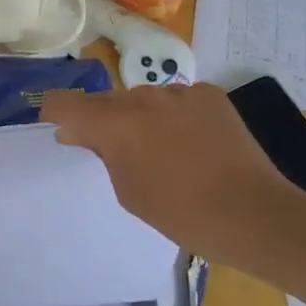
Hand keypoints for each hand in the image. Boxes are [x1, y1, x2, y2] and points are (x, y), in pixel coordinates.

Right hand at [40, 83, 305, 271]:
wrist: (252, 213)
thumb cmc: (180, 213)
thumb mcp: (128, 190)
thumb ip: (102, 154)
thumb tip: (83, 132)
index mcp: (115, 123)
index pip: (65, 102)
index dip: (54, 112)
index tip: (56, 126)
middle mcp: (142, 97)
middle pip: (106, 100)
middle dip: (101, 120)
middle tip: (112, 150)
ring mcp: (179, 92)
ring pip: (144, 98)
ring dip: (140, 117)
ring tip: (160, 149)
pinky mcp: (209, 94)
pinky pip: (177, 100)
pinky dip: (174, 116)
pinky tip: (192, 143)